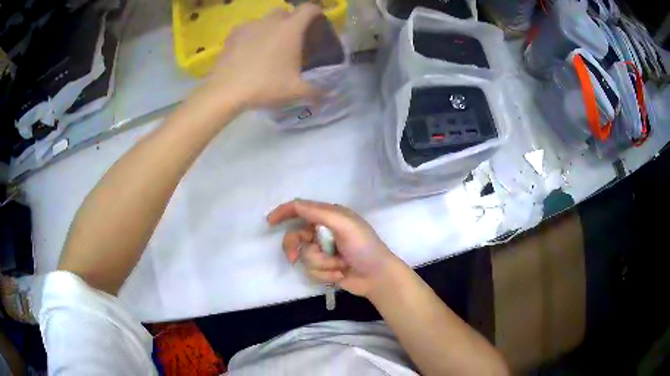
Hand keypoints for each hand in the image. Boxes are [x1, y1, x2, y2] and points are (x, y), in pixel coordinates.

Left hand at [197, 4, 321, 110]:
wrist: (226, 91)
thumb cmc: (265, 86)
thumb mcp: (296, 91)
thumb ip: (316, 90)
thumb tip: (328, 94)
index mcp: (290, 29)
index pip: (309, 8)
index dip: (317, 13)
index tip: (317, 23)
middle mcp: (271, 20)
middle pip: (286, 12)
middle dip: (291, 21)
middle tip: (291, 40)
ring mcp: (250, 25)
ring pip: (266, 19)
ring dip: (271, 27)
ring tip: (268, 46)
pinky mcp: (233, 33)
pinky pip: (248, 28)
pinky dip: (253, 34)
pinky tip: (249, 50)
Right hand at [267, 199, 401, 297]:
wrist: (377, 277)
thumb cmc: (364, 247)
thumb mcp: (344, 225)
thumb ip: (319, 213)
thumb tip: (295, 205)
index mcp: (329, 216)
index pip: (301, 209)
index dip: (284, 213)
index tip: (270, 222)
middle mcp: (323, 231)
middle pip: (295, 236)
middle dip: (295, 248)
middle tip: (293, 258)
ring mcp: (323, 251)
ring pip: (304, 256)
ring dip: (321, 264)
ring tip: (339, 266)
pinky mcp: (324, 268)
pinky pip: (312, 271)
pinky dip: (325, 274)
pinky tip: (340, 274)